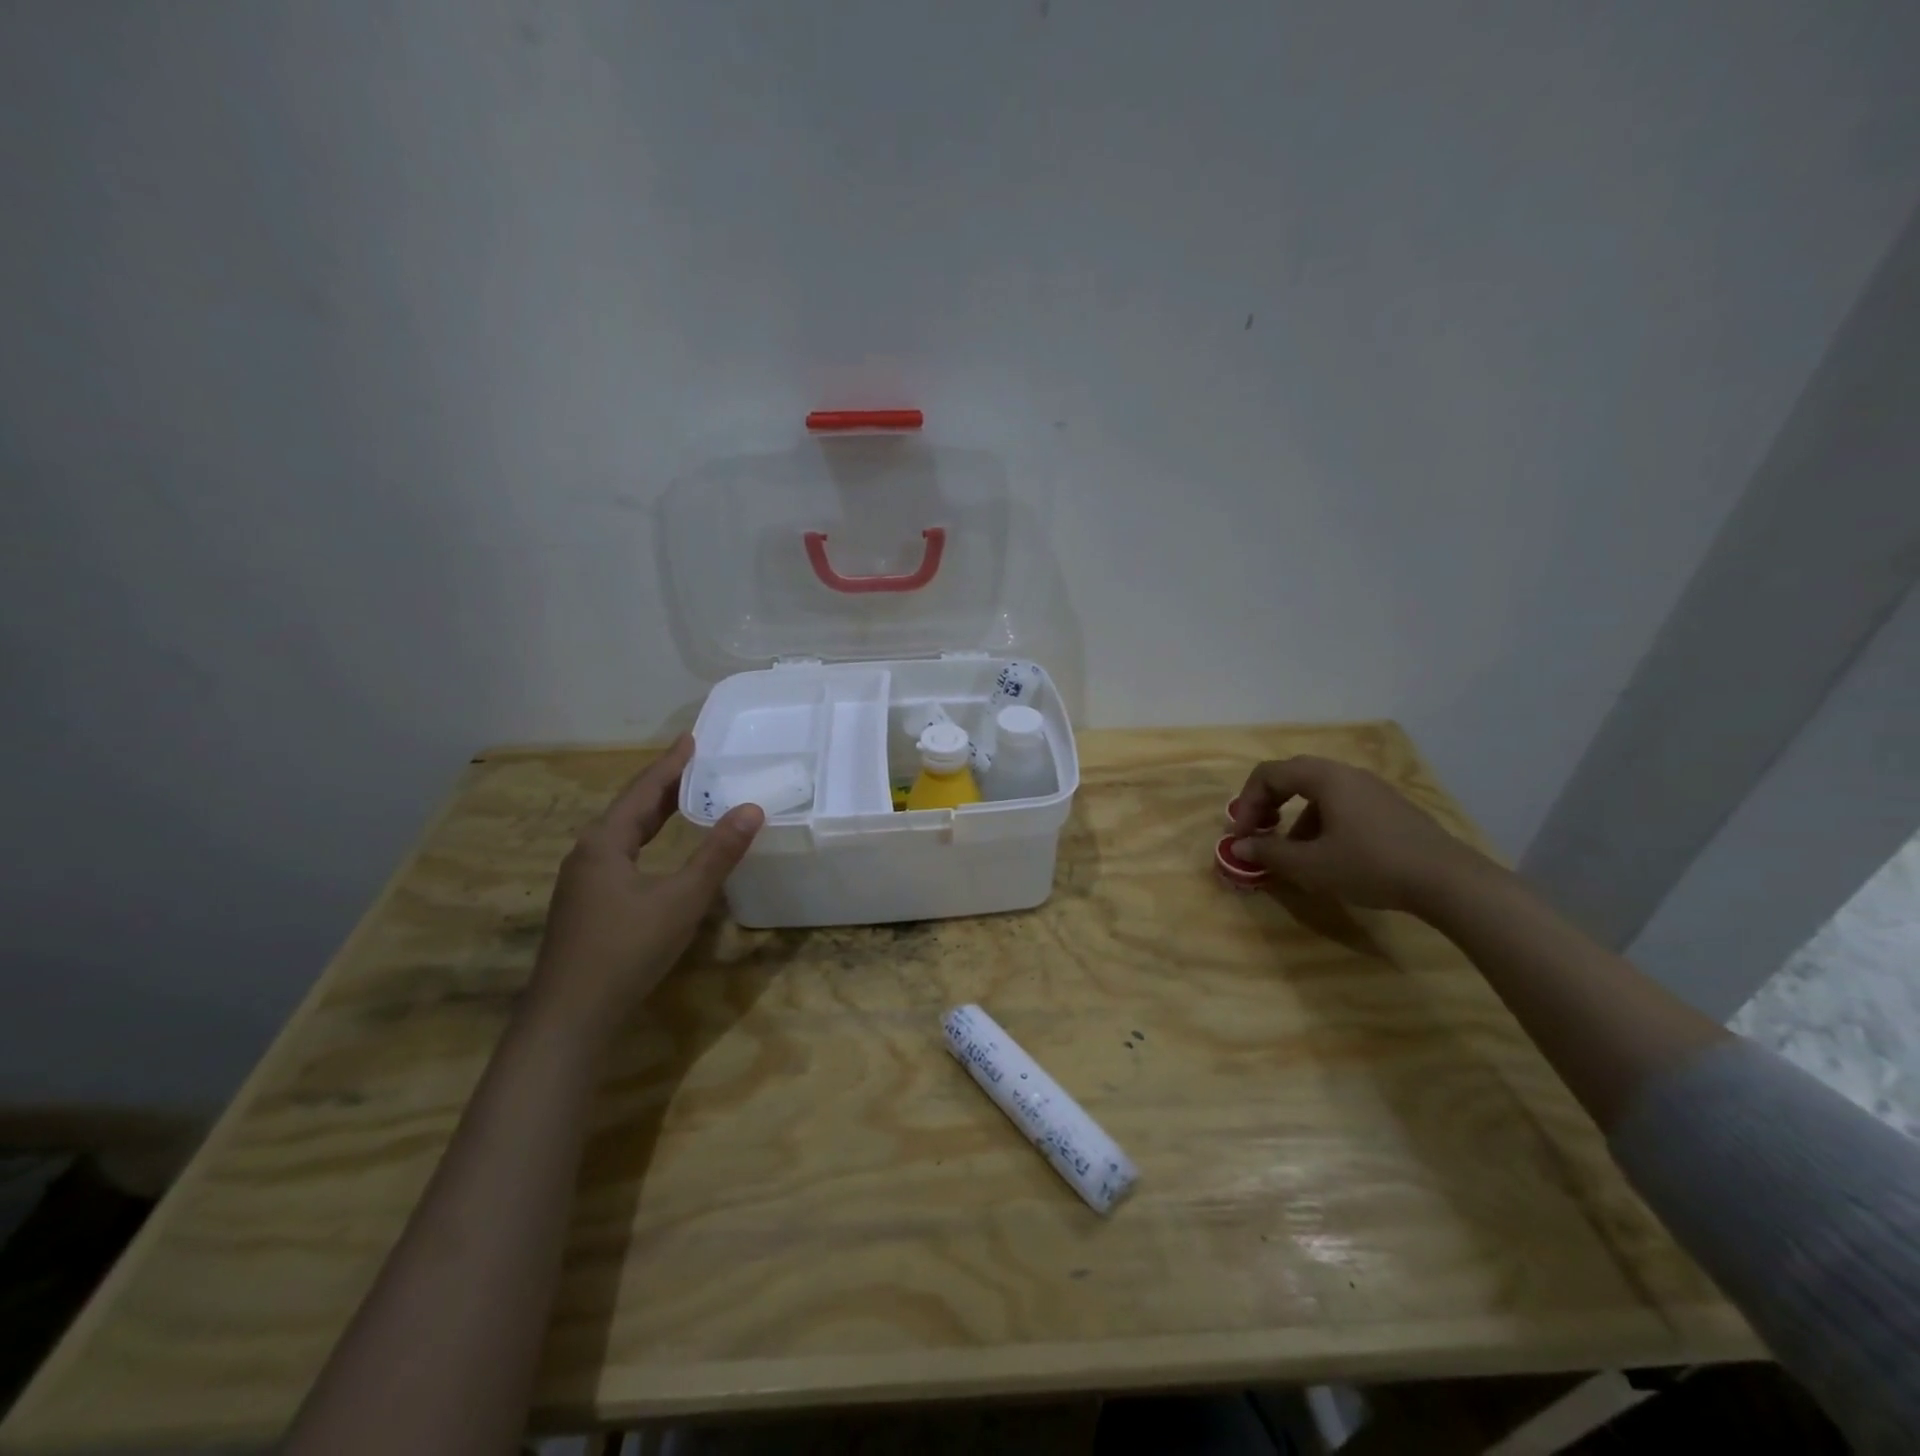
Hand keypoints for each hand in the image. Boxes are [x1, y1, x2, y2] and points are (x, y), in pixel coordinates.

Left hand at [530, 734, 762, 1030]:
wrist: (570, 1017)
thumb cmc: (626, 950)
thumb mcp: (681, 900)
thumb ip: (717, 854)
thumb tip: (751, 809)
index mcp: (605, 842)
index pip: (643, 790)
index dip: (670, 764)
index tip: (691, 739)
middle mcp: (588, 853)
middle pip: (630, 807)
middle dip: (664, 785)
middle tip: (696, 764)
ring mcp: (583, 881)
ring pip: (623, 833)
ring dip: (654, 812)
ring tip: (684, 799)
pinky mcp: (586, 905)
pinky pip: (621, 854)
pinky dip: (647, 839)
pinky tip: (658, 851)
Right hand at [1228, 755, 1481, 912]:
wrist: (1448, 881)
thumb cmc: (1370, 865)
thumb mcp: (1311, 864)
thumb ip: (1269, 852)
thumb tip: (1238, 846)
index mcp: (1325, 778)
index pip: (1269, 773)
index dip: (1247, 802)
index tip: (1241, 834)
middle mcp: (1348, 774)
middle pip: (1293, 777)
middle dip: (1269, 804)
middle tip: (1259, 832)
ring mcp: (1373, 789)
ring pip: (1319, 793)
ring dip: (1295, 817)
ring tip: (1293, 853)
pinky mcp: (1390, 808)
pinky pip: (1343, 804)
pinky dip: (1322, 822)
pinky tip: (1329, 856)